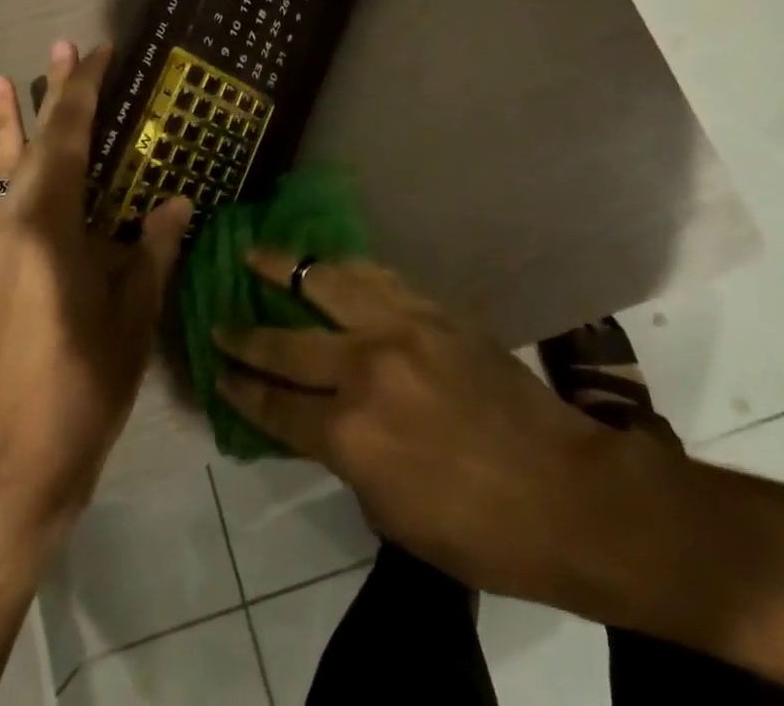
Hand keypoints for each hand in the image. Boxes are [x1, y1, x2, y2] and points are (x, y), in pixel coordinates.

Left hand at [0, 41, 191, 541]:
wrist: (4, 472)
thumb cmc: (80, 388)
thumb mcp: (131, 317)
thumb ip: (153, 250)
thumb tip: (175, 202)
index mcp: (47, 227)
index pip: (68, 139)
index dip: (83, 91)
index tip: (96, 50)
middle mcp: (7, 227)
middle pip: (28, 146)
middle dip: (43, 95)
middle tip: (53, 48)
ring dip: (6, 128)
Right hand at [214, 253, 610, 598]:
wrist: (566, 489)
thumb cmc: (478, 529)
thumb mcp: (392, 514)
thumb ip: (346, 458)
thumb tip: (320, 421)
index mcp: (351, 436)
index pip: (276, 405)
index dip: (241, 388)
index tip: (217, 371)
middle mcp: (366, 370)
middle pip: (288, 343)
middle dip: (245, 334)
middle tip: (218, 321)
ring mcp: (401, 330)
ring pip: (328, 285)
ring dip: (286, 269)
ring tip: (256, 253)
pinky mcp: (433, 310)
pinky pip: (377, 277)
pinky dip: (343, 268)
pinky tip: (327, 262)